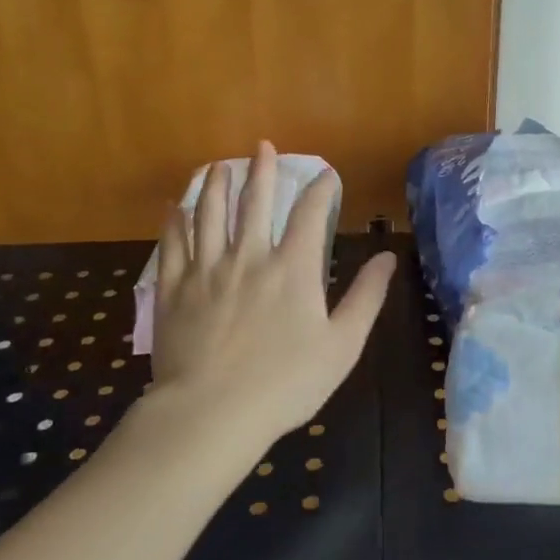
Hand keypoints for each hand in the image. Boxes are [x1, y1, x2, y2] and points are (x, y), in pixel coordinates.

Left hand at [148, 142, 395, 446]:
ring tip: (217, 166)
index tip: (326, 174)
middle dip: (261, 171)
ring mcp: (206, 271)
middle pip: (254, 203)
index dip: (320, 189)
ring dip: (214, 185)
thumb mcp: (342, 345)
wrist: (212, 412)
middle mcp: (248, 257)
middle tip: (262, 147)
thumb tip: (387, 257)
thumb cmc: (286, 383)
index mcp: (293, 269)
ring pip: (208, 214)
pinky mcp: (173, 290)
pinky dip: (174, 222)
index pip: (309, 214)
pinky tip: (174, 208)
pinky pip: (172, 245)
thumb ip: (366, 298)